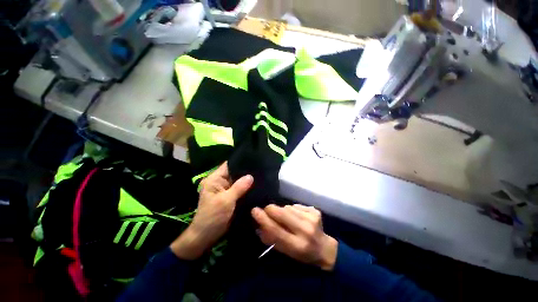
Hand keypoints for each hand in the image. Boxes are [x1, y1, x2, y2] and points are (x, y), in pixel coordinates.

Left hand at [171, 162, 252, 259]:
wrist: (206, 237)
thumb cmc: (212, 217)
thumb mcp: (226, 201)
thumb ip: (239, 187)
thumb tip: (251, 176)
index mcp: (214, 179)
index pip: (229, 165)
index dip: (240, 162)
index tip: (254, 160)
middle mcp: (220, 182)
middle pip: (235, 172)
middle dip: (246, 172)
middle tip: (261, 168)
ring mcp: (225, 190)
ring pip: (238, 181)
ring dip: (247, 180)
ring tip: (262, 175)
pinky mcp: (230, 197)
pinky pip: (240, 189)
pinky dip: (246, 188)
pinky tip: (257, 186)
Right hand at [252, 204, 337, 270]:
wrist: (324, 249)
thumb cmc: (303, 254)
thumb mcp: (285, 252)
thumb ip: (271, 239)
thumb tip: (258, 225)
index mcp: (297, 246)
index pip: (276, 230)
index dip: (263, 219)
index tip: (254, 210)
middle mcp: (306, 231)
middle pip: (282, 213)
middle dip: (271, 209)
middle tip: (266, 210)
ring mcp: (312, 218)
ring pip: (288, 207)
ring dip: (283, 211)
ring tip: (286, 218)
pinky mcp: (315, 211)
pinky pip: (295, 205)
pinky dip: (292, 209)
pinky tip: (297, 216)